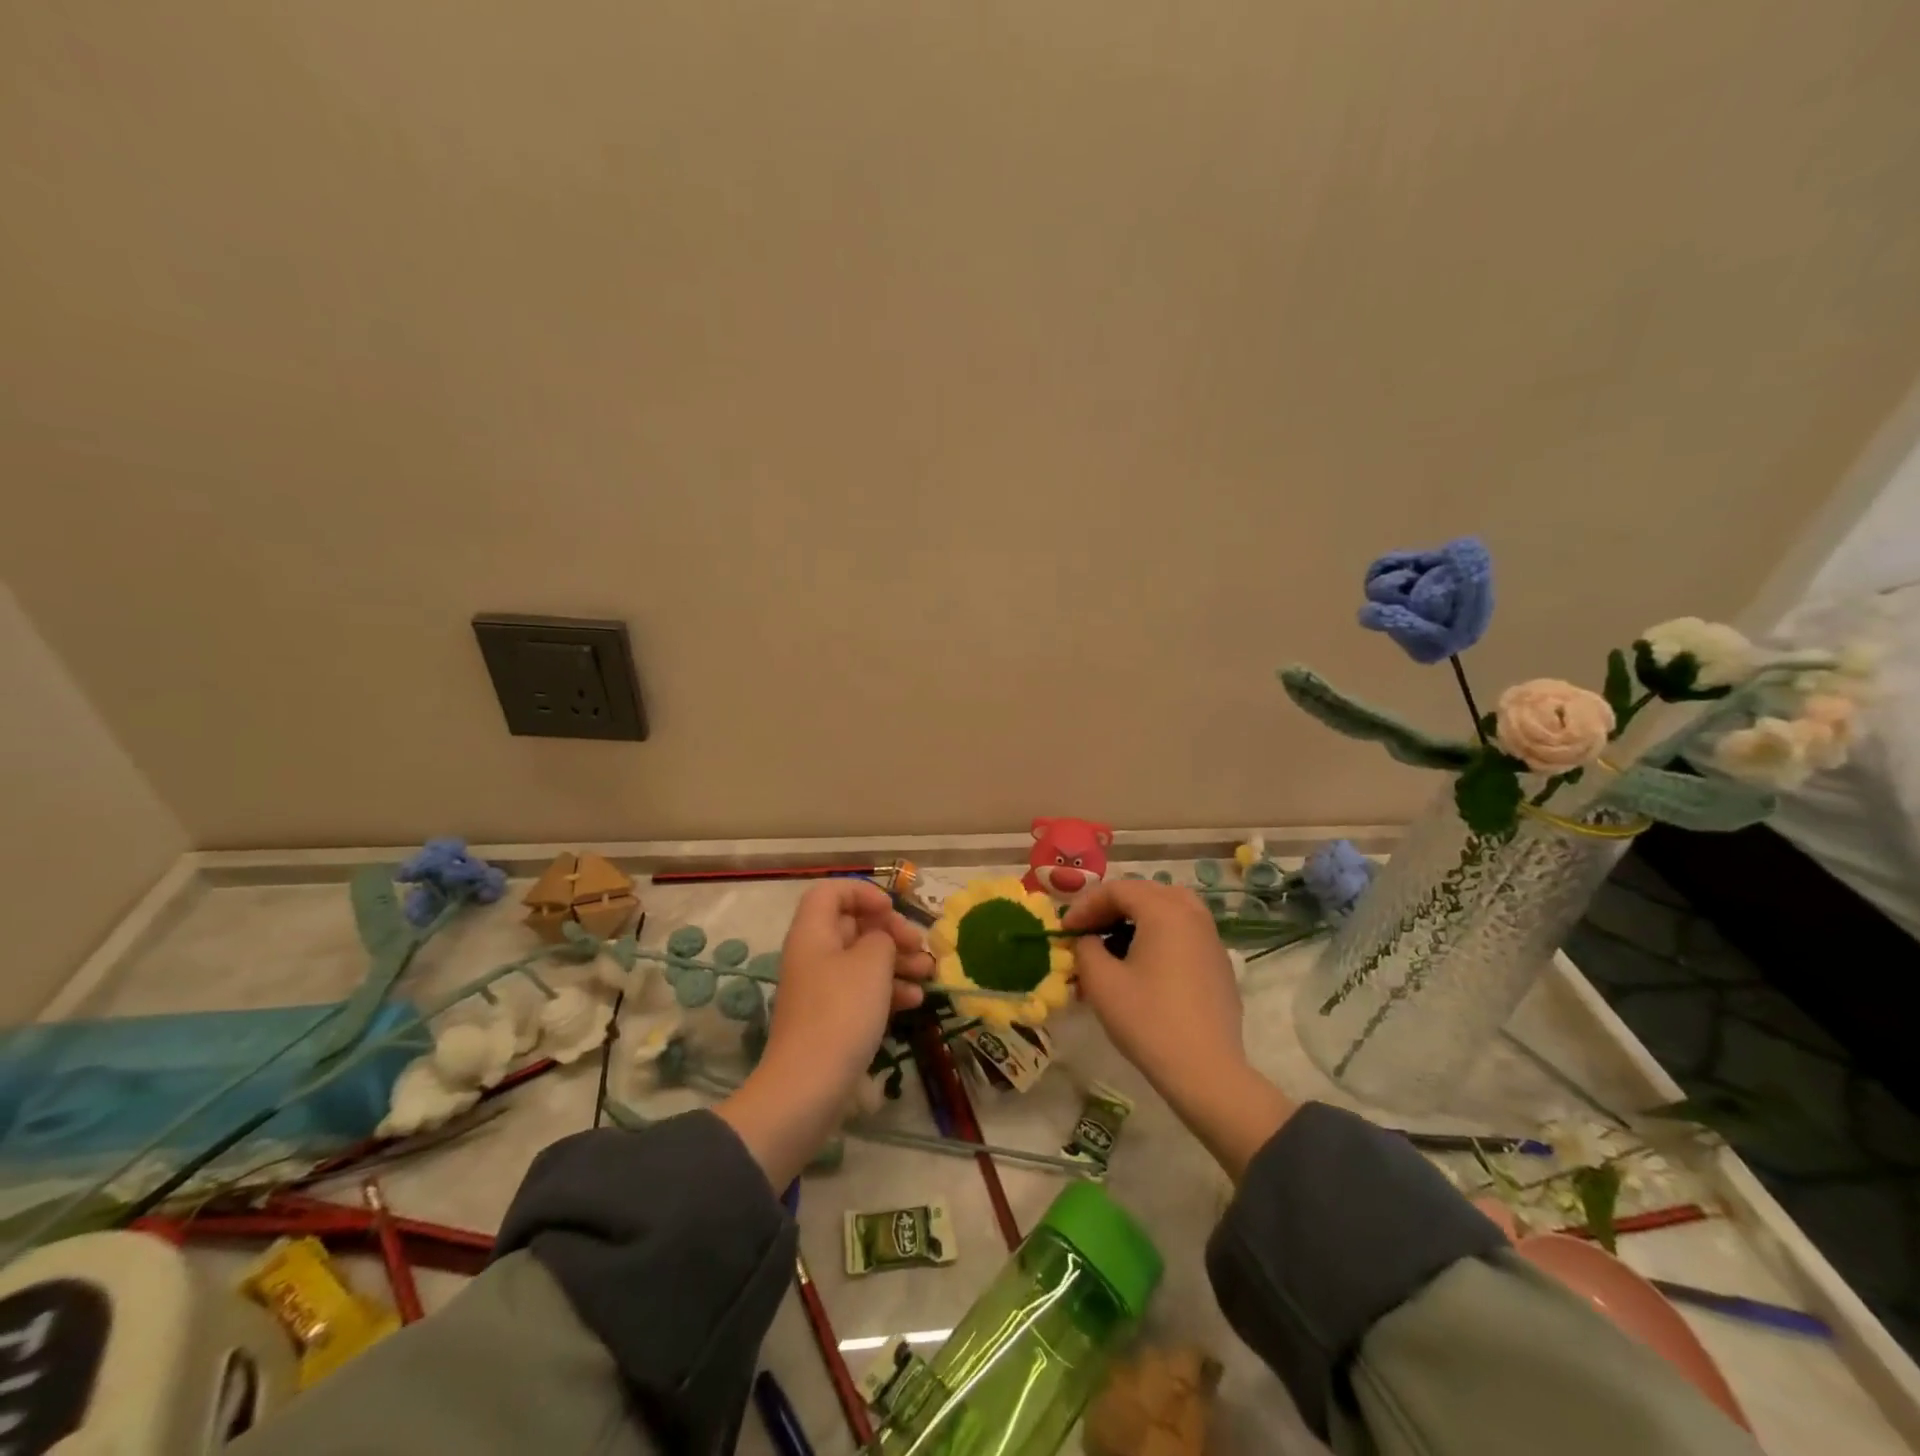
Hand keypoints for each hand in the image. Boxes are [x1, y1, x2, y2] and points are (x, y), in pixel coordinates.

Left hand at [716, 880, 931, 1187]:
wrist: (808, 1086)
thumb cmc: (841, 1012)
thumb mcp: (871, 962)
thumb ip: (882, 938)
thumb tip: (881, 941)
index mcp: (813, 932)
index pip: (831, 892)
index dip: (863, 892)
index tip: (892, 910)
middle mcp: (813, 954)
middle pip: (852, 926)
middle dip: (890, 931)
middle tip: (918, 944)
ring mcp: (821, 989)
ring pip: (862, 960)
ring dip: (897, 962)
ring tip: (928, 972)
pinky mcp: (831, 1019)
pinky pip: (862, 991)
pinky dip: (888, 990)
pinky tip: (915, 1001)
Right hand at [1065, 879, 1294, 1178]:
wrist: (1206, 1070)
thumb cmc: (1148, 1020)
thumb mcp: (1101, 982)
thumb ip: (1086, 949)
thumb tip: (1088, 941)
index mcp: (1164, 910)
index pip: (1117, 889)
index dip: (1085, 906)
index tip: (1065, 930)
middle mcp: (1192, 913)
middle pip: (1145, 892)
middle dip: (1111, 908)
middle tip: (1087, 932)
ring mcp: (1211, 938)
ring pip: (1168, 910)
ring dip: (1137, 919)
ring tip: (1114, 944)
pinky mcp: (1219, 963)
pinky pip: (1184, 932)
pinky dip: (1159, 935)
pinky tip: (1143, 966)